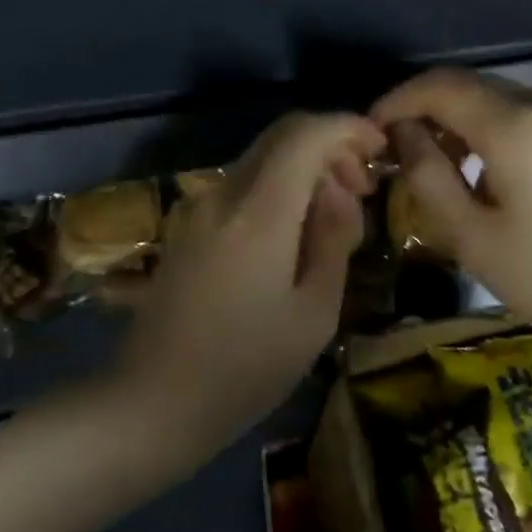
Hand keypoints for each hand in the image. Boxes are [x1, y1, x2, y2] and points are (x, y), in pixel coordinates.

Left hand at [116, 112, 385, 449]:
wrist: (151, 404)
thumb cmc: (245, 369)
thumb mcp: (314, 314)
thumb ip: (333, 239)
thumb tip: (338, 191)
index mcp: (258, 213)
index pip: (306, 135)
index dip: (349, 127)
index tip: (381, 147)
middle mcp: (223, 194)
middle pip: (282, 134)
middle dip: (330, 144)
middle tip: (363, 186)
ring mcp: (198, 208)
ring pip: (262, 157)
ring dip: (305, 165)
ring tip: (336, 213)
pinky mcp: (187, 226)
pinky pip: (243, 184)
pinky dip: (279, 185)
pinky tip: (295, 229)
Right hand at [372, 69, 531, 355]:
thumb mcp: (474, 236)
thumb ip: (428, 175)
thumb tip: (402, 134)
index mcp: (513, 125)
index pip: (438, 87)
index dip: (397, 101)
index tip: (371, 131)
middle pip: (468, 86)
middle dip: (426, 109)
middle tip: (398, 152)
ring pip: (497, 99)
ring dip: (459, 120)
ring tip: (437, 166)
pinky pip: (525, 115)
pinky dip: (491, 129)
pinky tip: (484, 171)